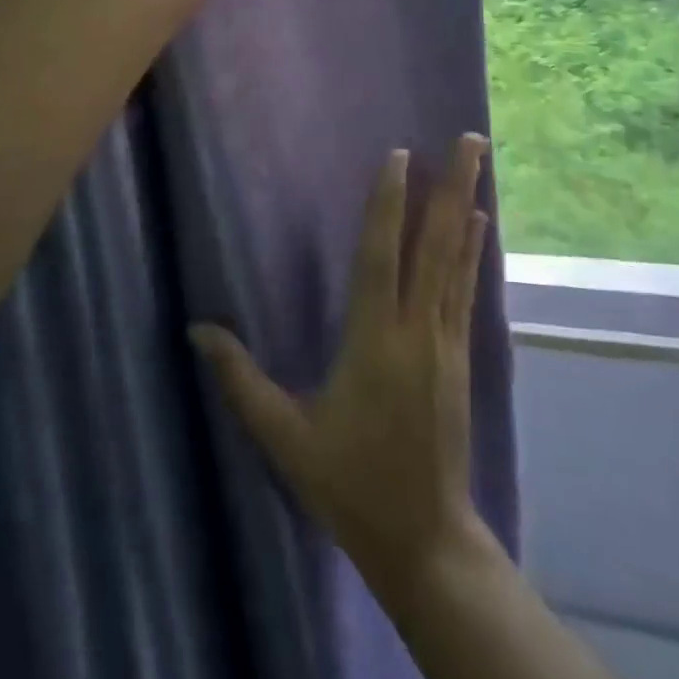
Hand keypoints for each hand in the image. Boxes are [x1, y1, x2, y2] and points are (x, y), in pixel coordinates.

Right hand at [191, 134, 492, 593]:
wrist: (426, 541)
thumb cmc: (350, 484)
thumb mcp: (285, 437)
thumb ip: (241, 380)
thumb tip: (197, 329)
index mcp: (373, 341)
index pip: (379, 255)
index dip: (388, 202)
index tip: (399, 155)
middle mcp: (416, 329)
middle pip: (434, 244)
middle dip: (452, 186)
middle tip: (470, 137)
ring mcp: (445, 341)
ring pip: (456, 260)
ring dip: (468, 206)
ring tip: (479, 162)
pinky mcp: (461, 357)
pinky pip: (466, 290)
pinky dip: (472, 252)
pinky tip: (481, 226)